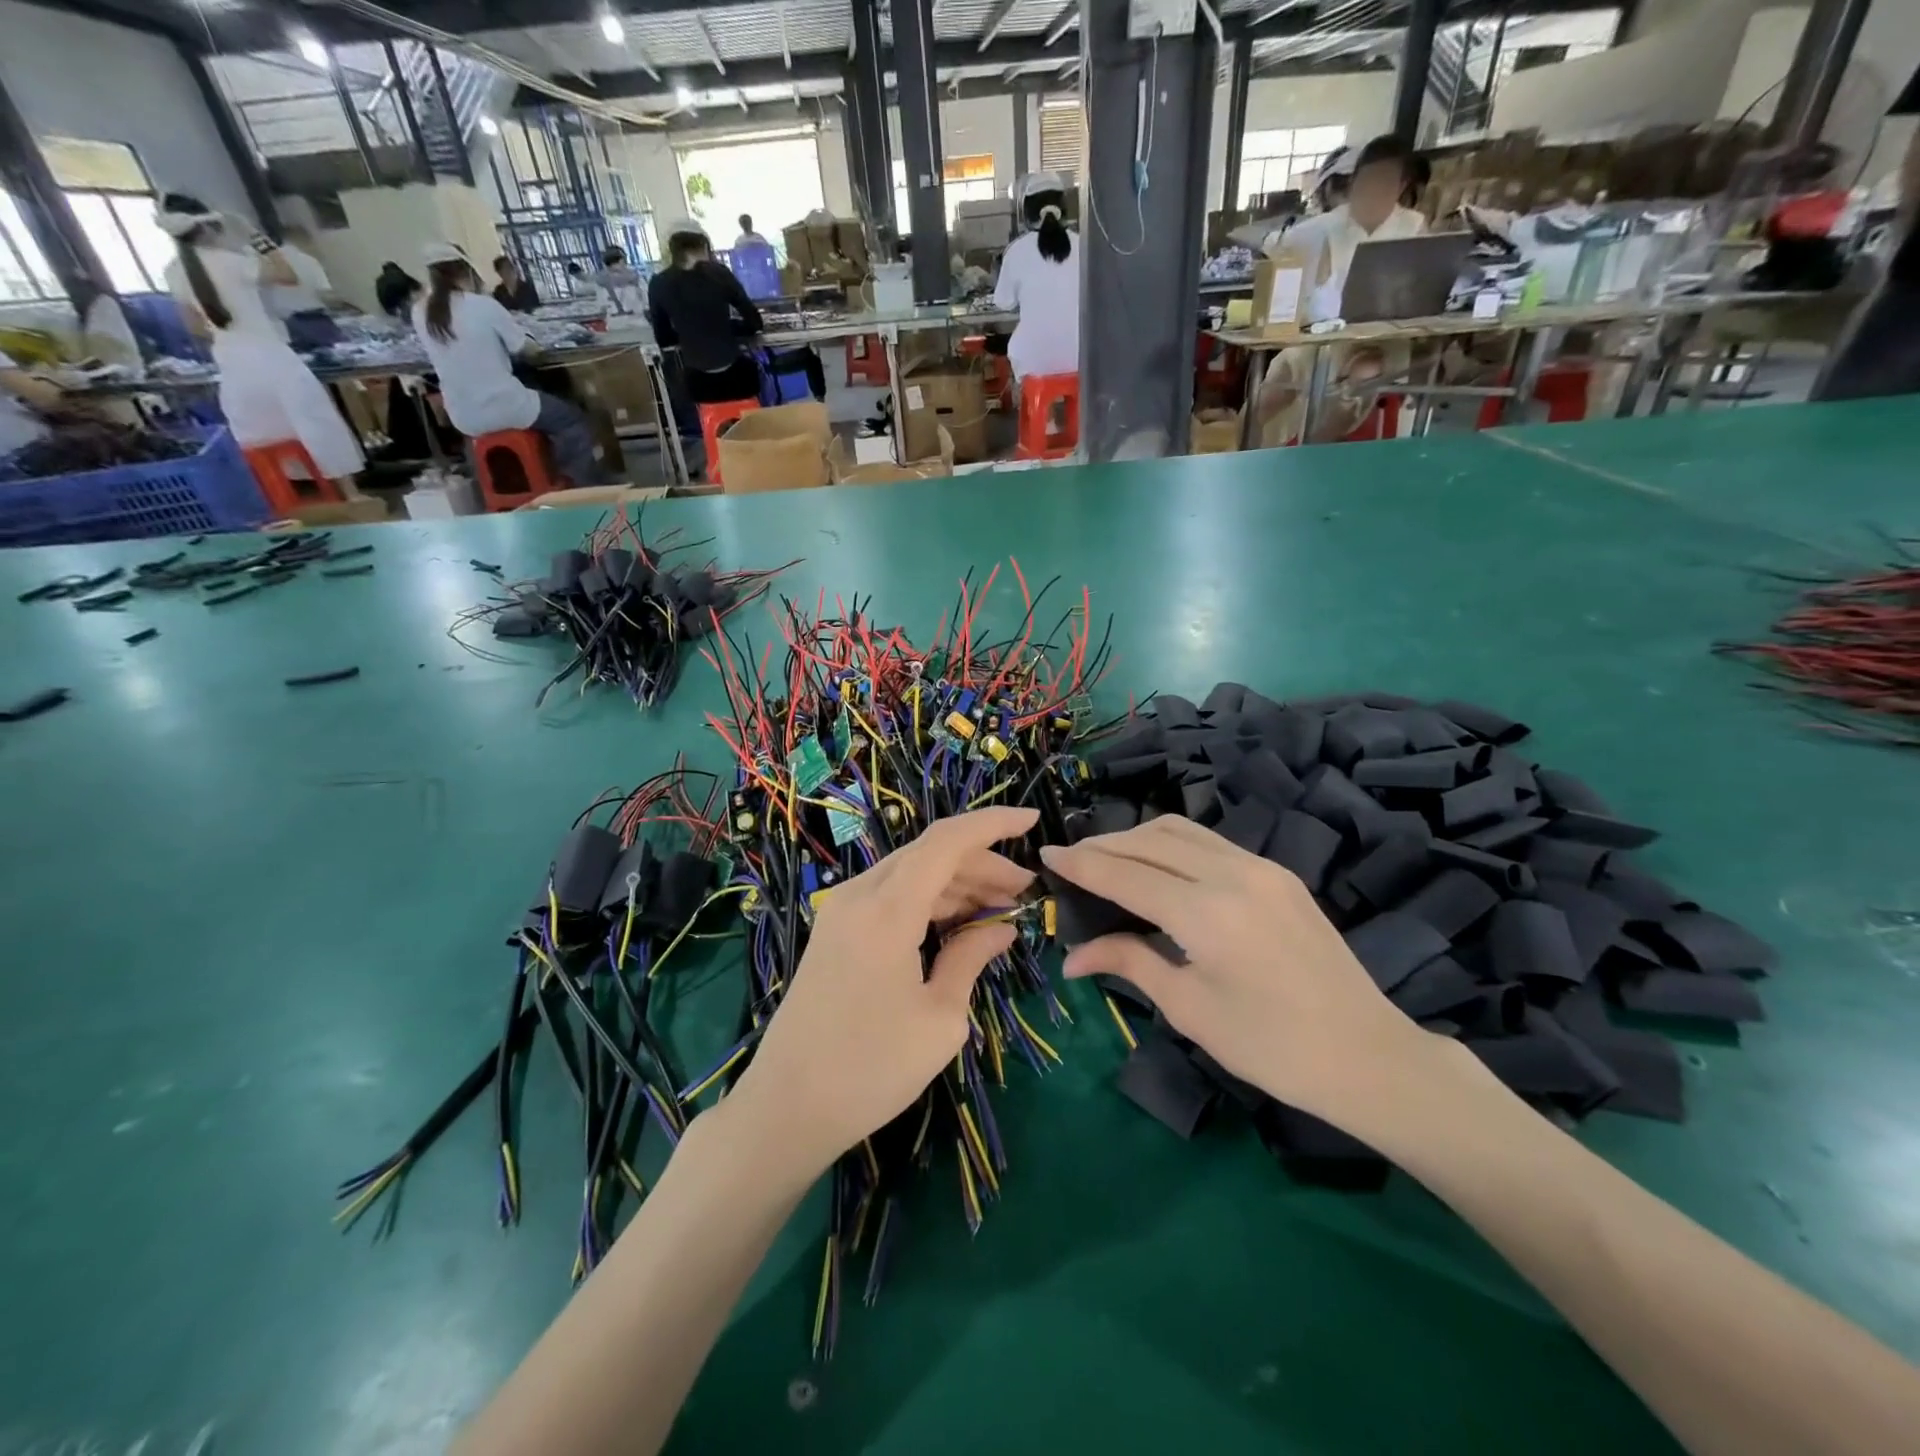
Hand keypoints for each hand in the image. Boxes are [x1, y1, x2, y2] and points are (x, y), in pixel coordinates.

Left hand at [729, 806, 1038, 1177]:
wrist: (786, 1107)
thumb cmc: (871, 1068)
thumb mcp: (939, 1017)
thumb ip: (972, 958)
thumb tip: (1001, 928)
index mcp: (887, 908)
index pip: (947, 840)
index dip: (993, 823)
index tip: (1032, 820)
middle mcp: (860, 895)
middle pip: (930, 855)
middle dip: (981, 863)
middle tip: (1024, 890)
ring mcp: (842, 912)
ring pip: (911, 875)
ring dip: (957, 884)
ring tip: (1001, 907)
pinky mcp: (835, 932)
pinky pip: (890, 897)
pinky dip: (929, 902)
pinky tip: (958, 923)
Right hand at [1040, 817, 1440, 1124]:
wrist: (1368, 1056)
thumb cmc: (1271, 1046)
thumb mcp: (1190, 1008)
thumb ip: (1130, 963)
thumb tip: (1073, 956)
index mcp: (1206, 913)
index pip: (1124, 873)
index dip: (1080, 864)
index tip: (1046, 856)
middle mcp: (1231, 873)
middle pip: (1149, 840)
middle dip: (1103, 846)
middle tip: (1070, 862)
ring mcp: (1260, 867)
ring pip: (1180, 831)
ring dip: (1136, 838)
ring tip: (1106, 859)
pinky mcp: (1277, 873)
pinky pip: (1209, 842)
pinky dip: (1170, 844)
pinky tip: (1156, 866)